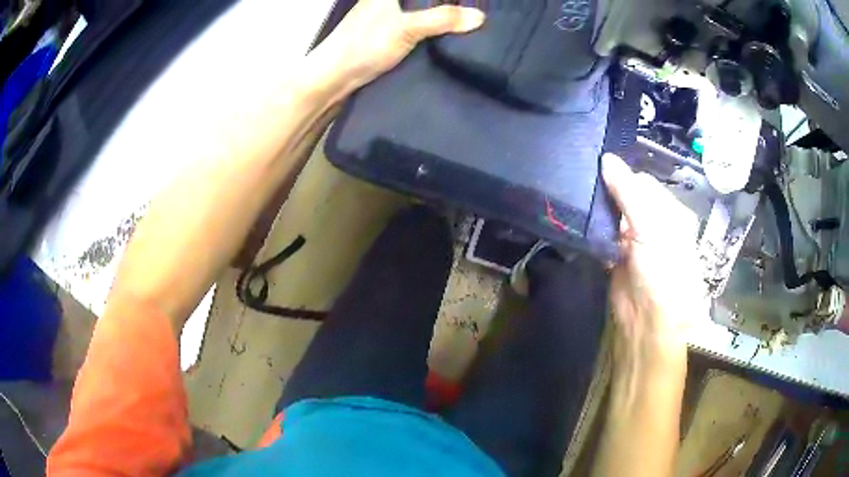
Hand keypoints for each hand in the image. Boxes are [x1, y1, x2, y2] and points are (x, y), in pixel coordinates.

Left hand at [307, 0, 484, 93]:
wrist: (333, 78)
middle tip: (471, 11)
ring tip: (466, 20)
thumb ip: (442, 19)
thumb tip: (480, 17)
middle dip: (446, 3)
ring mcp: (384, 15)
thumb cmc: (364, 45)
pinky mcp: (385, 32)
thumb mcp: (407, 28)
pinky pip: (415, 23)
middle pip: (423, 0)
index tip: (469, 2)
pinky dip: (430, 27)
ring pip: (418, 9)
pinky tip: (446, 34)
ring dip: (439, 15)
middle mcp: (385, 0)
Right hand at [602, 154, 707, 359]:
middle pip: (628, 197)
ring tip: (578, 201)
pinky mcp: (618, 257)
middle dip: (609, 192)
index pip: (644, 182)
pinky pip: (605, 235)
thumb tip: (606, 158)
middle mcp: (655, 223)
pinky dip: (594, 231)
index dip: (623, 177)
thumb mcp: (650, 227)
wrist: (648, 321)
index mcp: (671, 212)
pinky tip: (582, 225)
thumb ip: (628, 192)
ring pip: (615, 215)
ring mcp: (636, 241)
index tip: (598, 172)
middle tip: (584, 184)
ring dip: (600, 212)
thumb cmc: (661, 270)